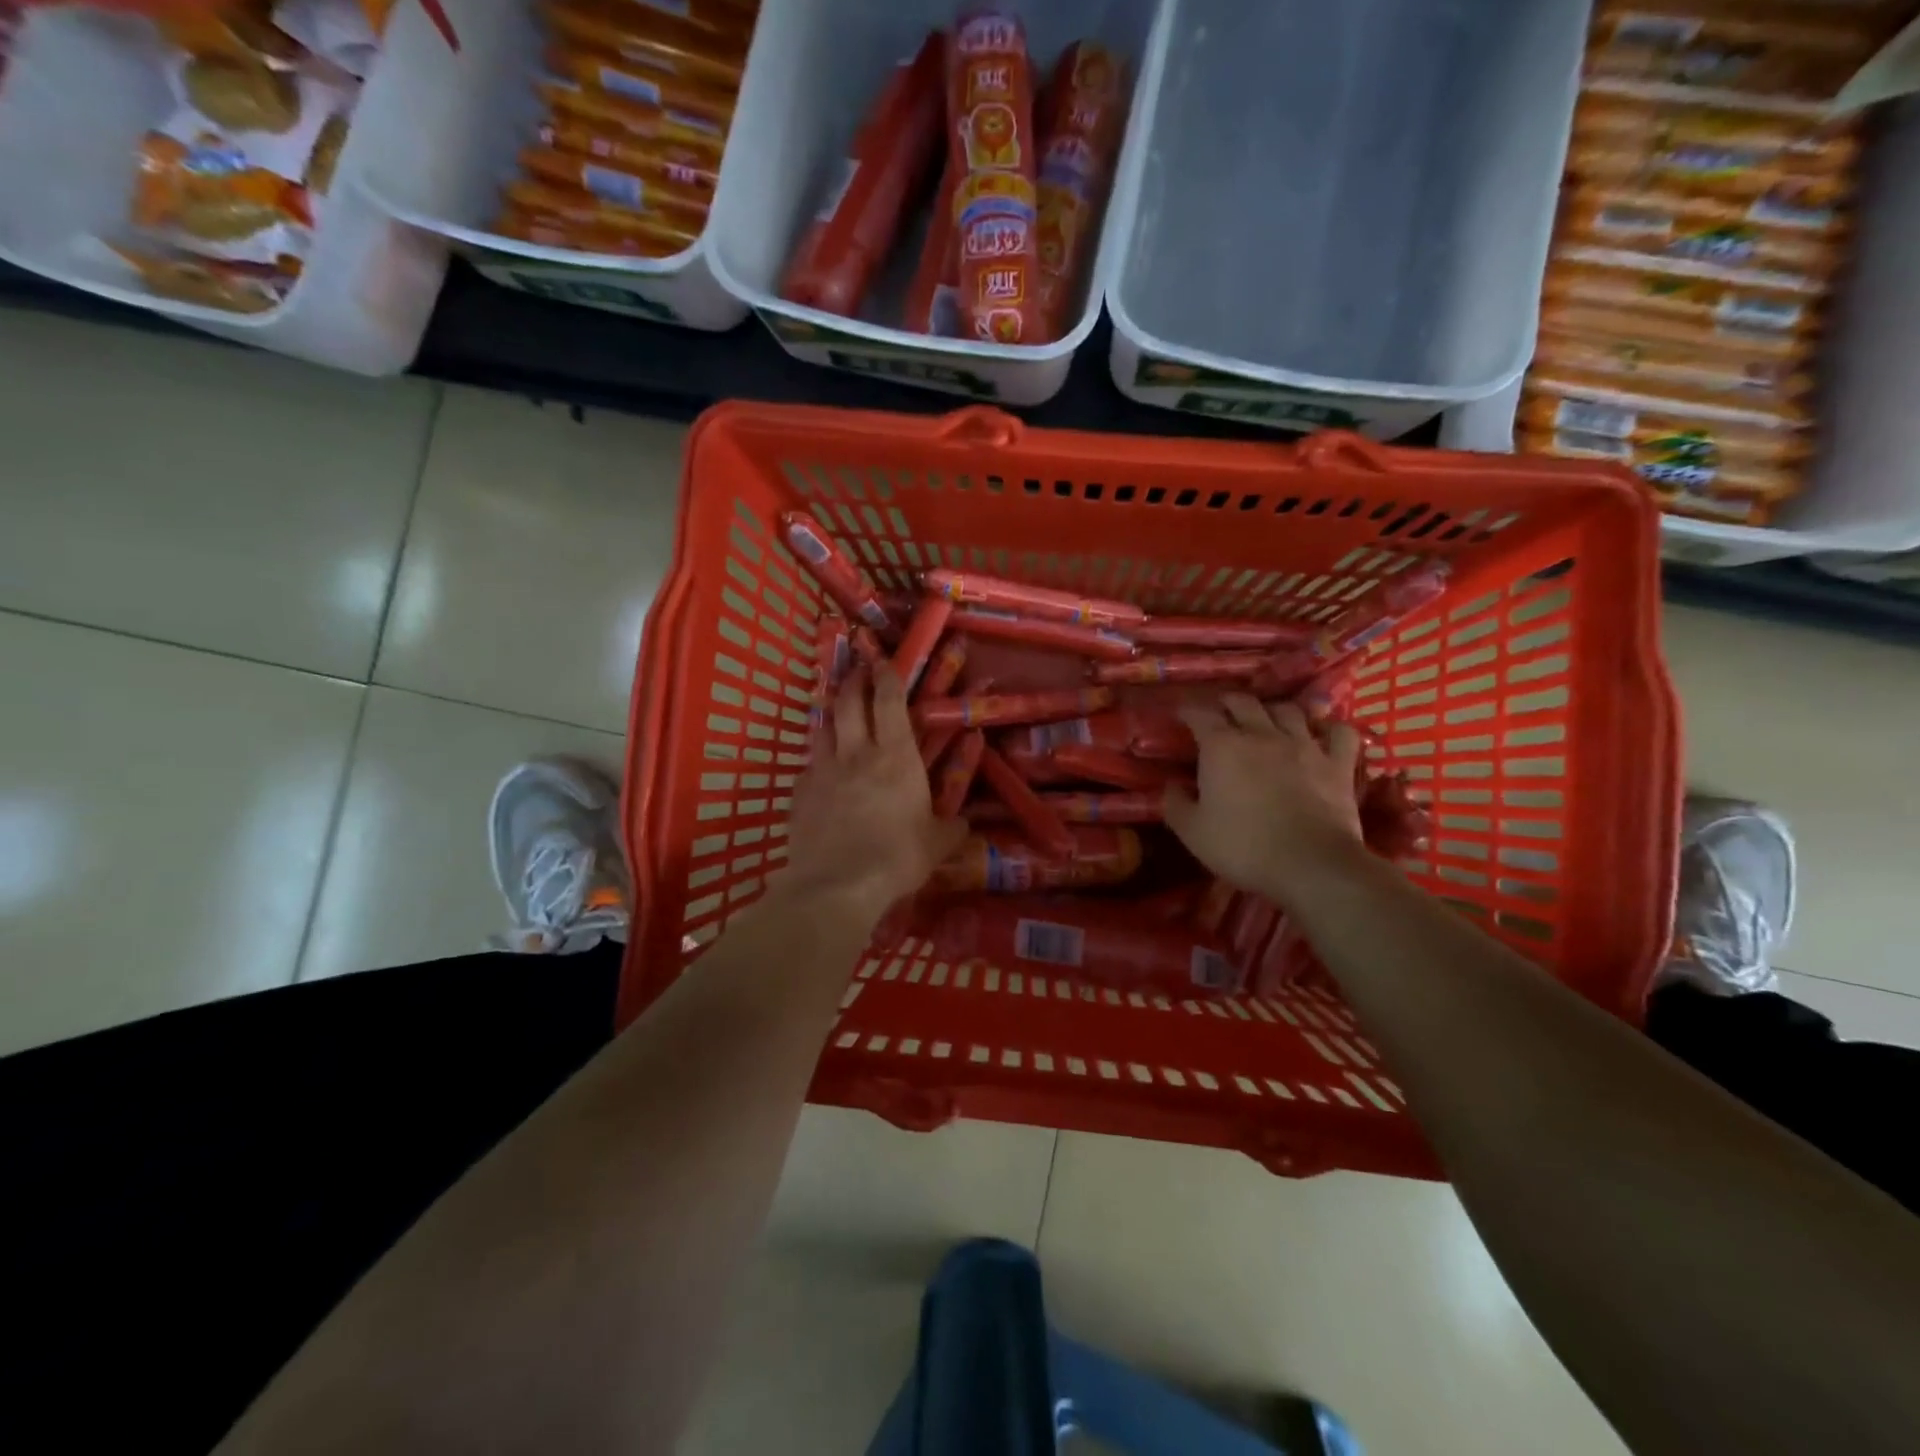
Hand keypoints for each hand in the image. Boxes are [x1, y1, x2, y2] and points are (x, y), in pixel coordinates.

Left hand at [782, 665, 967, 921]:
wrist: (837, 884)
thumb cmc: (897, 857)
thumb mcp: (937, 844)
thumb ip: (952, 828)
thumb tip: (964, 825)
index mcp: (896, 757)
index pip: (889, 702)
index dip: (887, 677)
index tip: (884, 663)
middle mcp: (856, 754)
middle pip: (849, 703)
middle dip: (854, 682)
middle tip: (857, 672)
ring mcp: (823, 771)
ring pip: (822, 728)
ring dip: (830, 713)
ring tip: (835, 710)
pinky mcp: (800, 794)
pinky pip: (808, 766)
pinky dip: (816, 760)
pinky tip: (819, 769)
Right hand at [1163, 695, 1365, 904]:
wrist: (1310, 865)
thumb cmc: (1243, 848)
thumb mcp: (1192, 832)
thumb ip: (1175, 804)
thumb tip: (1171, 786)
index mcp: (1222, 747)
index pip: (1200, 714)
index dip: (1187, 710)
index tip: (1180, 713)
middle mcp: (1262, 734)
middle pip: (1243, 702)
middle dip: (1228, 702)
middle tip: (1220, 711)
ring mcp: (1304, 745)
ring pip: (1288, 709)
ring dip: (1273, 710)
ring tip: (1267, 719)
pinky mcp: (1337, 764)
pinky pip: (1339, 732)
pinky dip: (1329, 727)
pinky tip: (1321, 733)